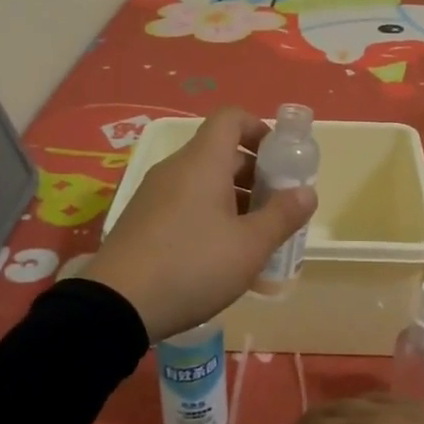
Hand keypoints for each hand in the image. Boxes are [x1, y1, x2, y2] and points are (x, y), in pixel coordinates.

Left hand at [86, 106, 316, 341]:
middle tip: (275, 207)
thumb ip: (282, 215)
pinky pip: (183, 202)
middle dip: (254, 173)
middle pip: (220, 152)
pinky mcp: (141, 219)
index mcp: (203, 161)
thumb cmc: (193, 265)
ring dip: (232, 198)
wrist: (117, 304)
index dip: (259, 129)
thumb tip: (307, 192)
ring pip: (202, 180)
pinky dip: (207, 214)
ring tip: (252, 237)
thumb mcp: (250, 246)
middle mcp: (176, 168)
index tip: (280, 160)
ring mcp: (154, 193)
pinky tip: (218, 255)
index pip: (231, 118)